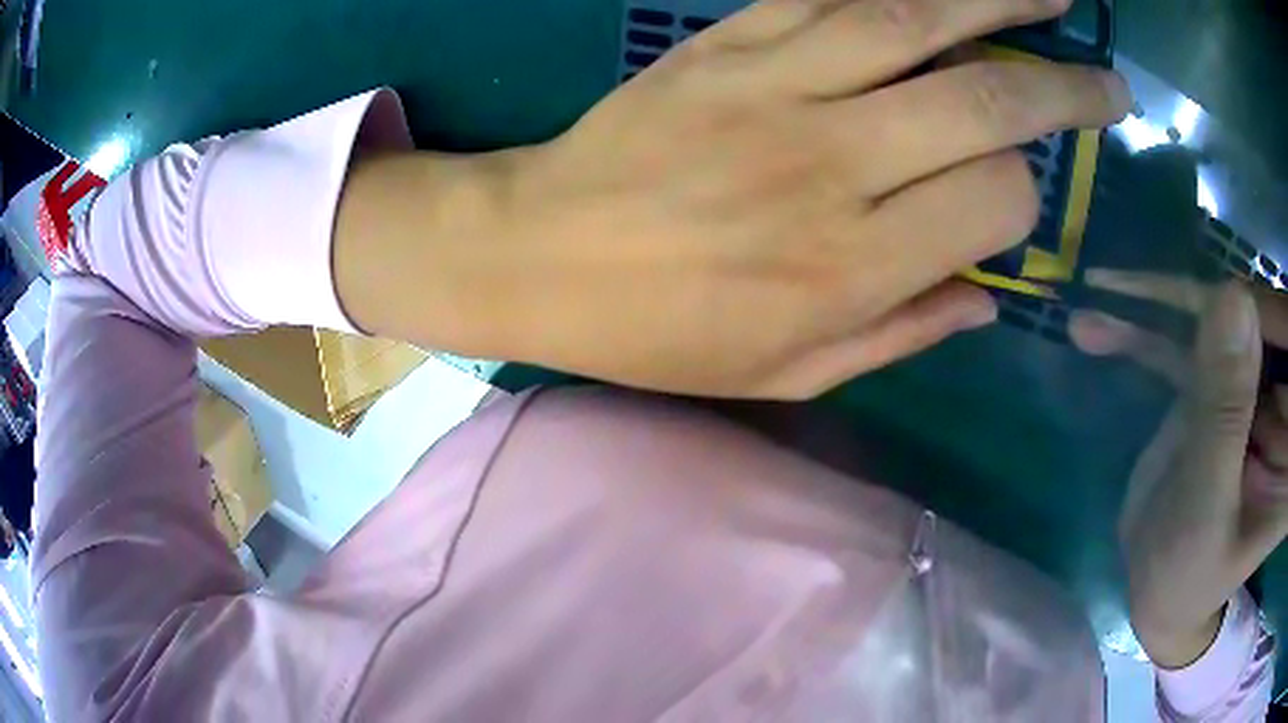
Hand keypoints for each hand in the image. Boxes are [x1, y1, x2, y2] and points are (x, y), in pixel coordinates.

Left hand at [337, 0, 1129, 398]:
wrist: (540, 254)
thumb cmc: (658, 332)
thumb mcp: (786, 372)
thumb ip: (902, 332)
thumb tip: (989, 295)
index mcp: (851, 266)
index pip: (996, 203)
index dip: (1026, 198)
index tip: (1019, 199)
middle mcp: (833, 162)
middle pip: (987, 103)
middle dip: (1064, 89)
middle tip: (1110, 83)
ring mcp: (777, 85)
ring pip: (919, 21)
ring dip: (1000, 2)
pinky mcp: (727, 42)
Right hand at [1071, 273, 1287, 667]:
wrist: (1163, 594)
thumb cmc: (1188, 579)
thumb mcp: (1209, 507)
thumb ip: (1226, 411)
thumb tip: (1233, 294)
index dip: (1256, 310)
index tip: (1205, 295)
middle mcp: (1285, 402)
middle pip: (1254, 321)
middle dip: (1196, 302)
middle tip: (1121, 292)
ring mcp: (1257, 388)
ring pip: (1220, 322)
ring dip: (1161, 310)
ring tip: (1098, 305)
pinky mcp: (1227, 383)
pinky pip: (1196, 341)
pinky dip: (1151, 331)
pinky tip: (1104, 327)